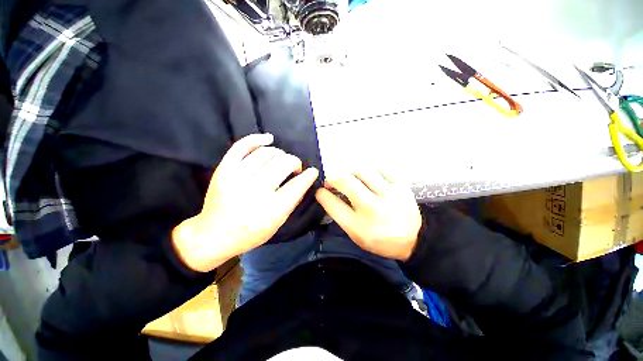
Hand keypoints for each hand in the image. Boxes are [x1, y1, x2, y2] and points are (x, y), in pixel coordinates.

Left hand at [172, 134, 318, 271]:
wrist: (214, 235)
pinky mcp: (224, 169)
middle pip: (284, 163)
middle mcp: (256, 190)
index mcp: (272, 208)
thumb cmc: (251, 232)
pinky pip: (242, 145)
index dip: (309, 175)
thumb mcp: (278, 223)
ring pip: (267, 152)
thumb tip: (304, 180)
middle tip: (295, 168)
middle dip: (295, 162)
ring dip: (280, 154)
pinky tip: (268, 139)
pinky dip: (257, 138)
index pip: (298, 184)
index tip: (312, 171)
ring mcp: (238, 177)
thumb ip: (293, 201)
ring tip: (281, 160)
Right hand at [315, 167, 420, 260]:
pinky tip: (365, 172)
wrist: (414, 239)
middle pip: (346, 181)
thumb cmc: (381, 239)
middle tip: (332, 179)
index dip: (322, 194)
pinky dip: (369, 167)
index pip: (333, 204)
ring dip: (349, 169)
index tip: (320, 190)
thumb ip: (340, 215)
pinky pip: (381, 167)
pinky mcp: (401, 185)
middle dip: (333, 177)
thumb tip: (327, 195)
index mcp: (360, 226)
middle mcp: (373, 208)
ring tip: (347, 174)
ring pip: (362, 169)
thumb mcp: (356, 235)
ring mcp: (389, 193)